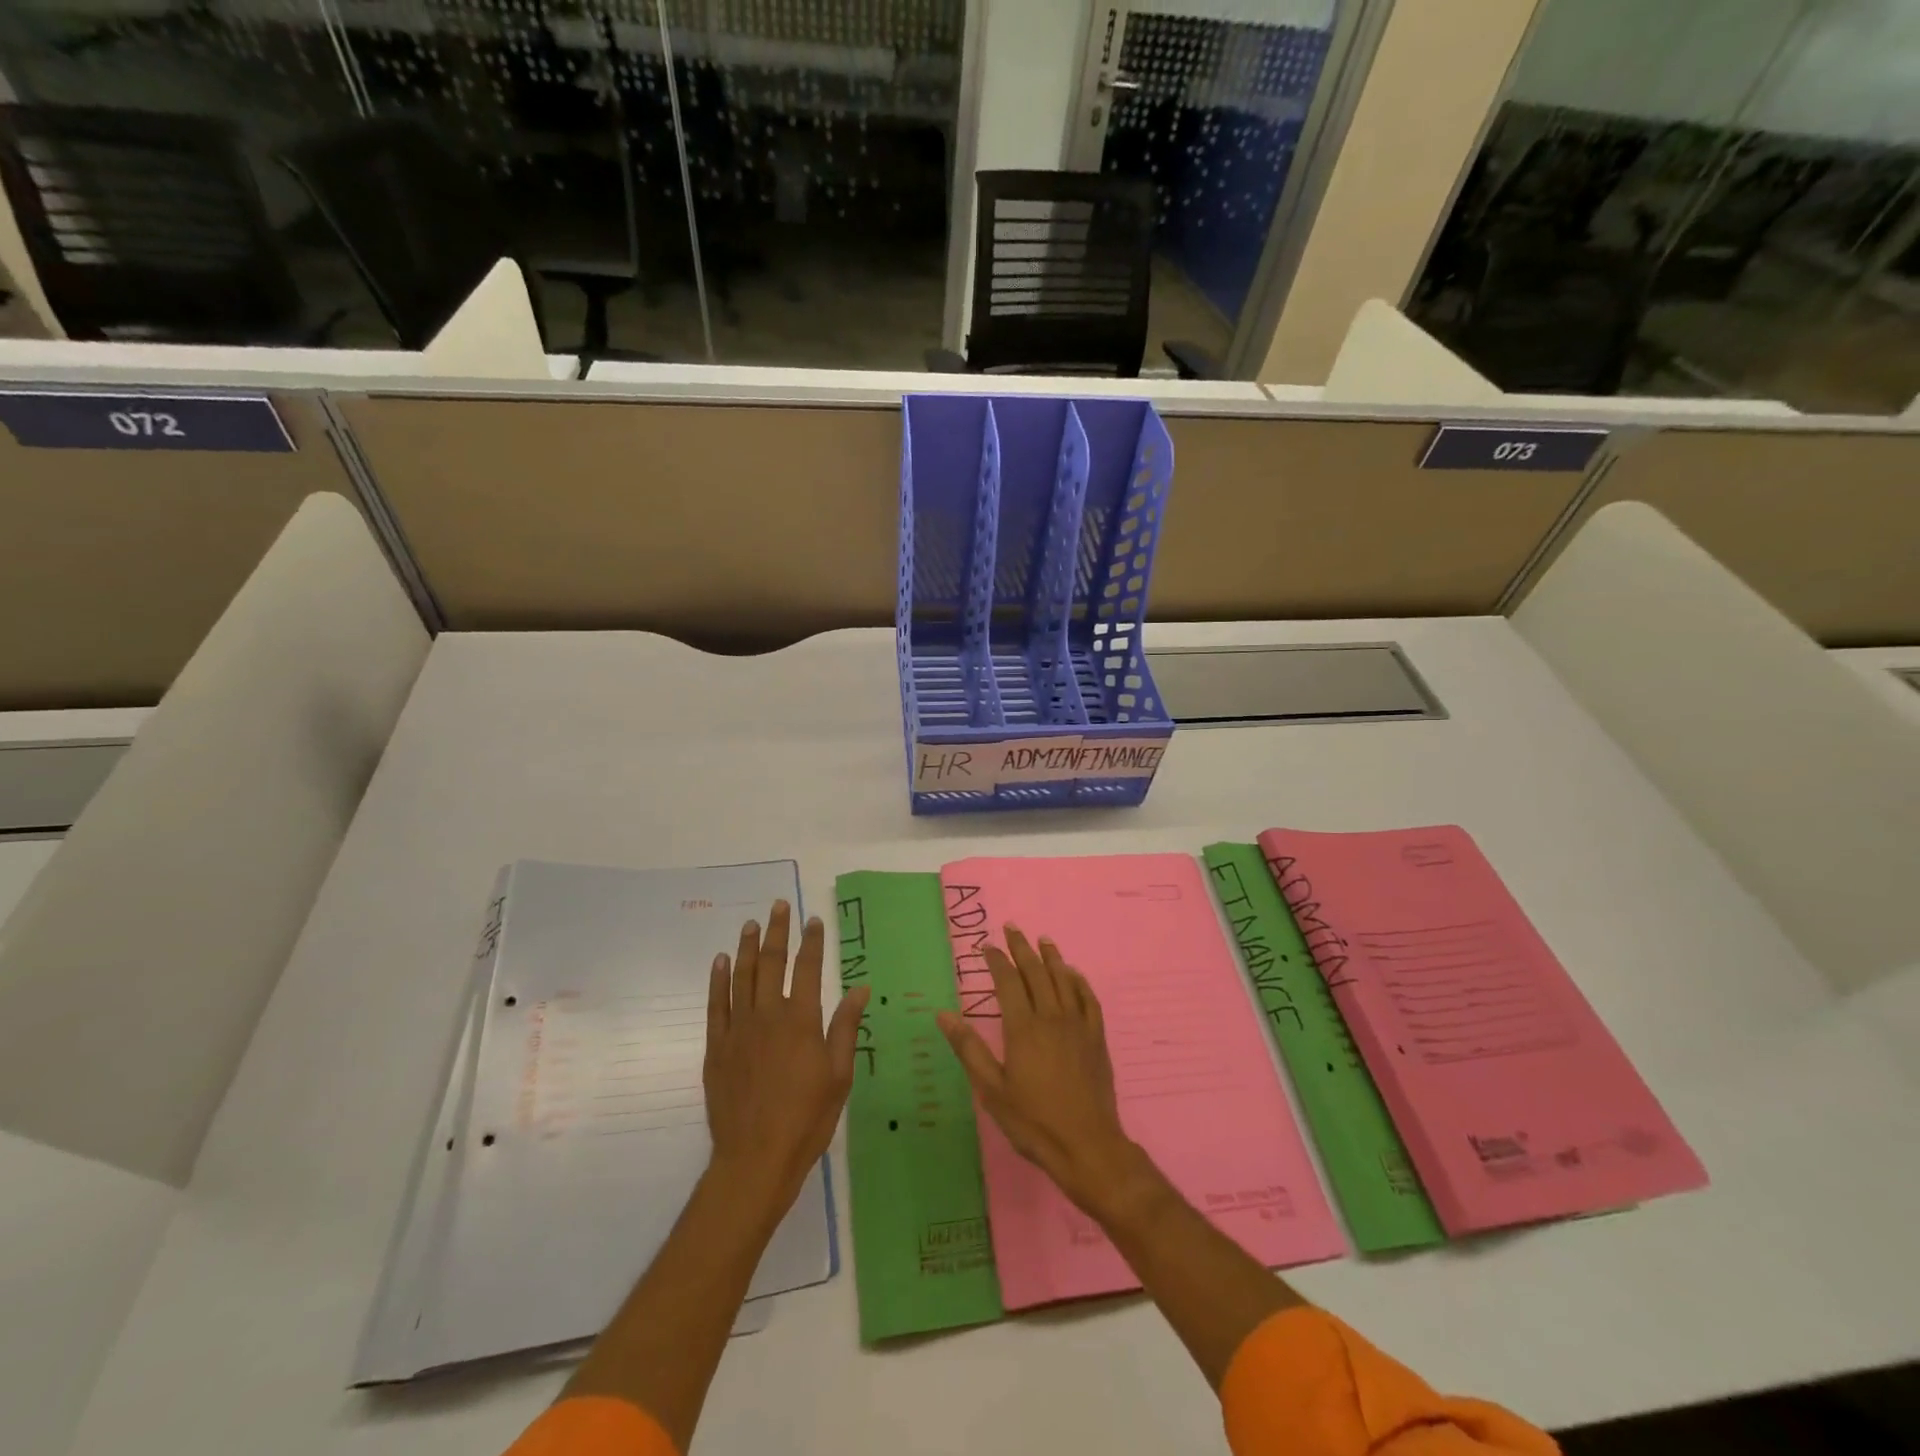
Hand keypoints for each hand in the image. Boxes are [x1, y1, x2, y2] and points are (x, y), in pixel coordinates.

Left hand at [705, 900, 868, 1219]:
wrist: (755, 1158)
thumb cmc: (807, 1118)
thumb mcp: (839, 1075)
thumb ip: (845, 1027)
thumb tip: (860, 988)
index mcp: (801, 1020)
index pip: (807, 969)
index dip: (811, 942)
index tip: (813, 920)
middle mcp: (768, 1015)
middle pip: (772, 963)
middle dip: (777, 932)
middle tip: (778, 906)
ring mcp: (739, 1029)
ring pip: (742, 977)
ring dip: (748, 947)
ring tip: (751, 924)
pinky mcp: (717, 1047)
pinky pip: (716, 1004)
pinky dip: (718, 980)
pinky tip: (721, 962)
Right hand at [936, 925, 1148, 1216]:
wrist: (1087, 1145)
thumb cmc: (1033, 1121)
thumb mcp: (992, 1089)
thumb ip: (968, 1049)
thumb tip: (944, 1014)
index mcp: (1023, 1028)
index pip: (1008, 981)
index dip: (997, 960)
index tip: (987, 946)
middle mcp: (1051, 1017)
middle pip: (1036, 972)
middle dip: (1022, 948)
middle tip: (1013, 929)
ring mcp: (1077, 1025)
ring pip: (1064, 980)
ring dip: (1052, 957)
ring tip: (1043, 940)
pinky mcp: (1096, 1038)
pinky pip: (1088, 999)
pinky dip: (1079, 981)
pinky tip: (1074, 974)